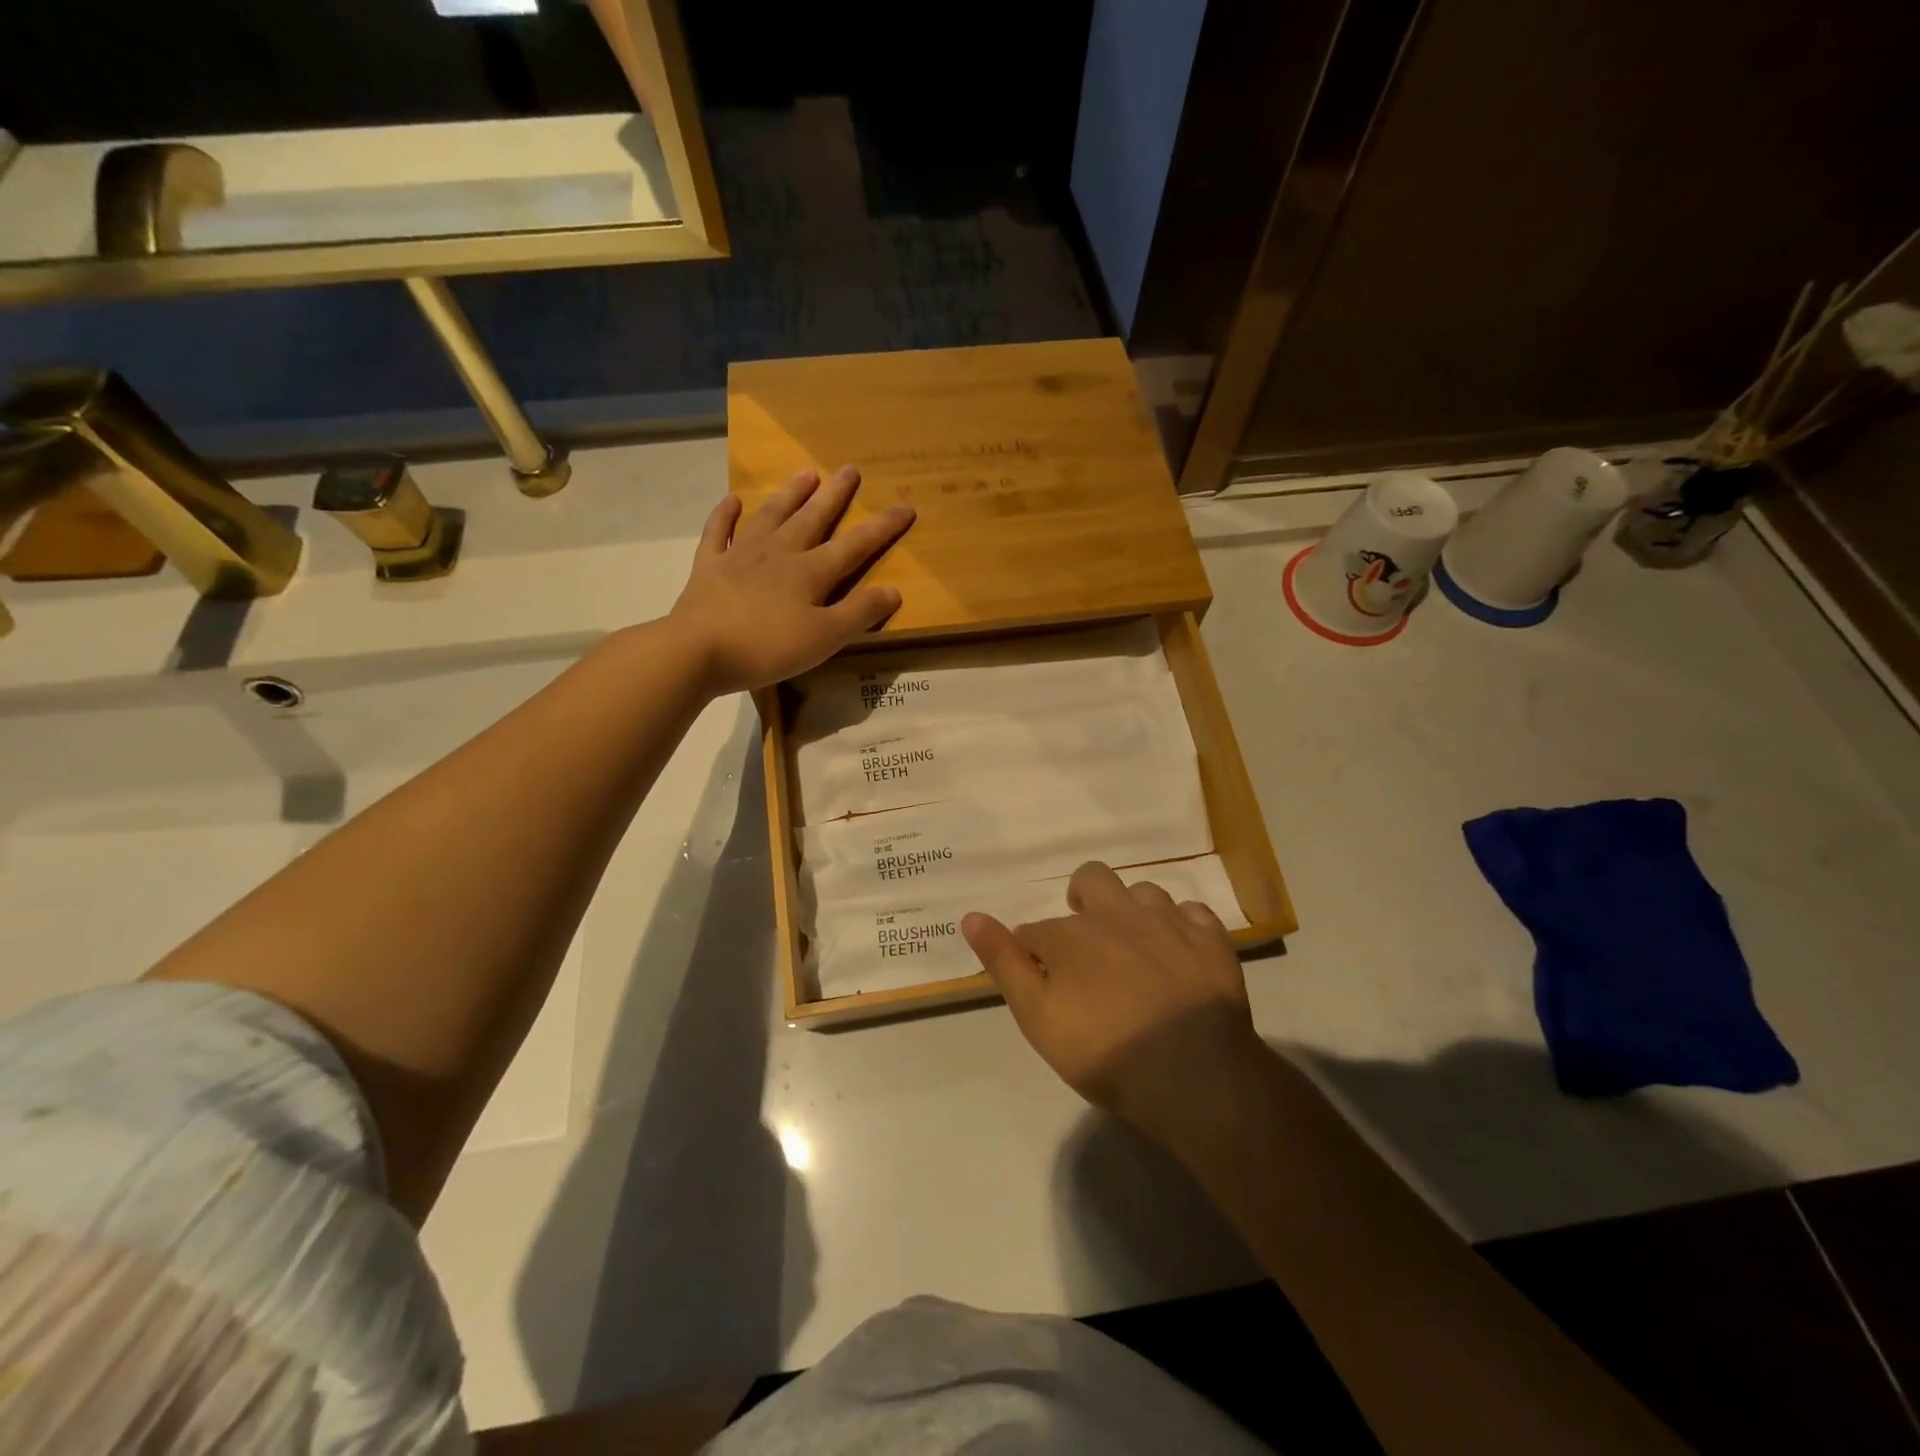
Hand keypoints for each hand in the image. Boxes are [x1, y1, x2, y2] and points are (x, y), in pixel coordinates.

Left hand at [669, 466, 913, 694]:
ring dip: (789, 494)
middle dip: (834, 496)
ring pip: (771, 516)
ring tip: (805, 473)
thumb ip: (859, 613)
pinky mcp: (709, 566)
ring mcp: (741, 556)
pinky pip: (719, 532)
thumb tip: (894, 590)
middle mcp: (779, 554)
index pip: (855, 545)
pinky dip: (726, 515)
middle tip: (849, 469)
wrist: (697, 650)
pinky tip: (732, 500)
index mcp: (811, 573)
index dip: (882, 527)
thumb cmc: (767, 647)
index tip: (905, 506)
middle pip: (812, 519)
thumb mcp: (824, 638)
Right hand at [963, 862, 1264, 1148]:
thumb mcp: (1037, 1018)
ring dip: (1133, 911)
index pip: (1035, 931)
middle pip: (1092, 880)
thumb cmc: (1104, 1052)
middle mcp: (1115, 913)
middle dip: (1083, 898)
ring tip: (1136, 948)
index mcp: (1070, 934)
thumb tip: (971, 916)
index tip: (1040, 980)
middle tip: (1088, 940)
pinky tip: (1181, 952)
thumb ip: (1004, 964)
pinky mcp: (1210, 938)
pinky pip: (1192, 912)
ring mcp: (1167, 921)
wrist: (1192, 1072)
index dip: (1032, 952)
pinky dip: (1182, 926)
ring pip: (1143, 892)